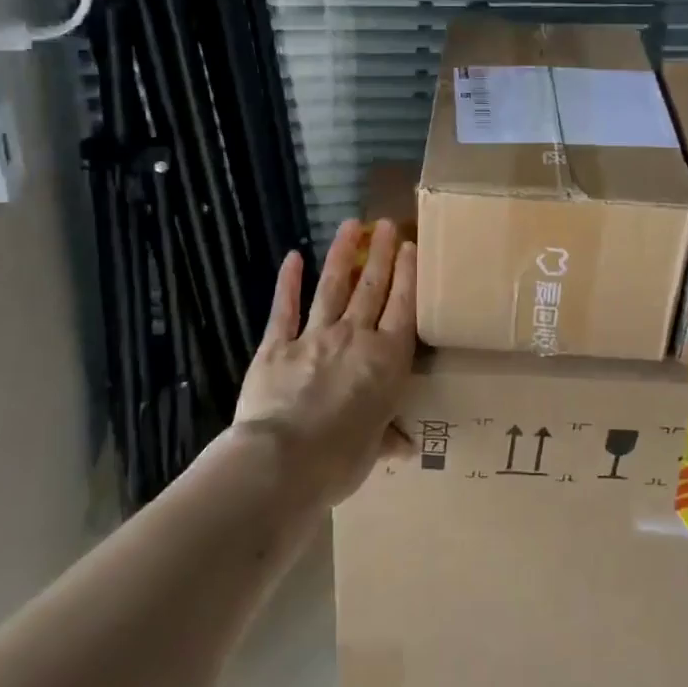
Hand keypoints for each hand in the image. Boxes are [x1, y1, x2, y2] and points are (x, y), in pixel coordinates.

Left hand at [232, 219, 416, 507]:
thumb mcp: (373, 450)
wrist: (282, 462)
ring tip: (351, 225)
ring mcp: (314, 336)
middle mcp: (355, 338)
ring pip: (333, 287)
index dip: (408, 275)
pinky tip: (292, 258)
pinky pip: (285, 308)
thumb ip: (387, 437)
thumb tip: (405, 446)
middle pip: (372, 288)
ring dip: (343, 255)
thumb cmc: (340, 460)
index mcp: (387, 360)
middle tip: (387, 224)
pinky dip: (288, 283)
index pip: (403, 307)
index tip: (410, 247)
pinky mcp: (277, 345)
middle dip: (381, 254)